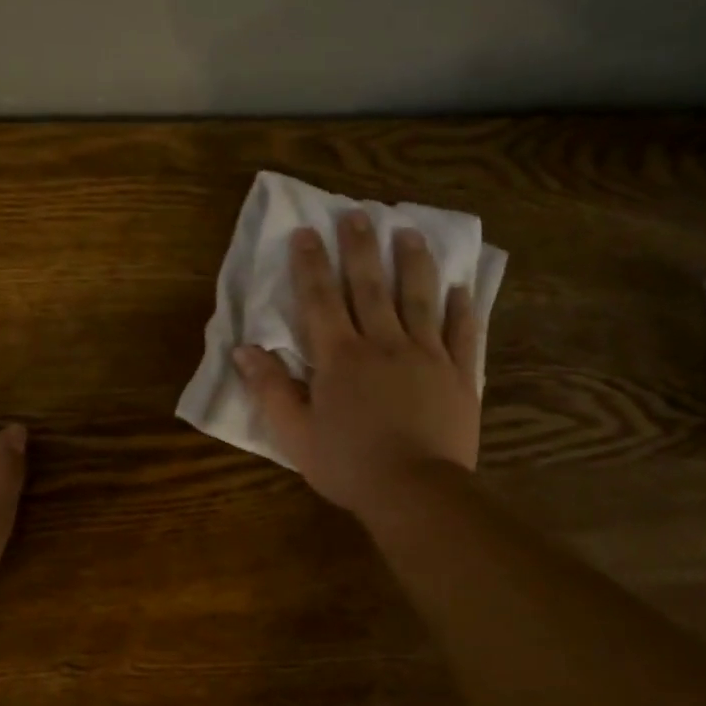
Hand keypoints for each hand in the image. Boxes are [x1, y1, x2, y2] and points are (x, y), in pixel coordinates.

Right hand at [234, 212, 480, 518]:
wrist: (414, 492)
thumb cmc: (349, 465)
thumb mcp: (295, 434)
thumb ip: (270, 389)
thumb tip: (244, 349)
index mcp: (340, 357)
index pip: (320, 300)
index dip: (310, 265)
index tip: (307, 231)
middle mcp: (383, 344)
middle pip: (370, 287)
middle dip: (361, 248)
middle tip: (358, 214)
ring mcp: (427, 356)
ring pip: (419, 299)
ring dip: (413, 263)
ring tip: (410, 233)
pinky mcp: (459, 375)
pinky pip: (462, 334)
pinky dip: (462, 309)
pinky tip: (462, 288)